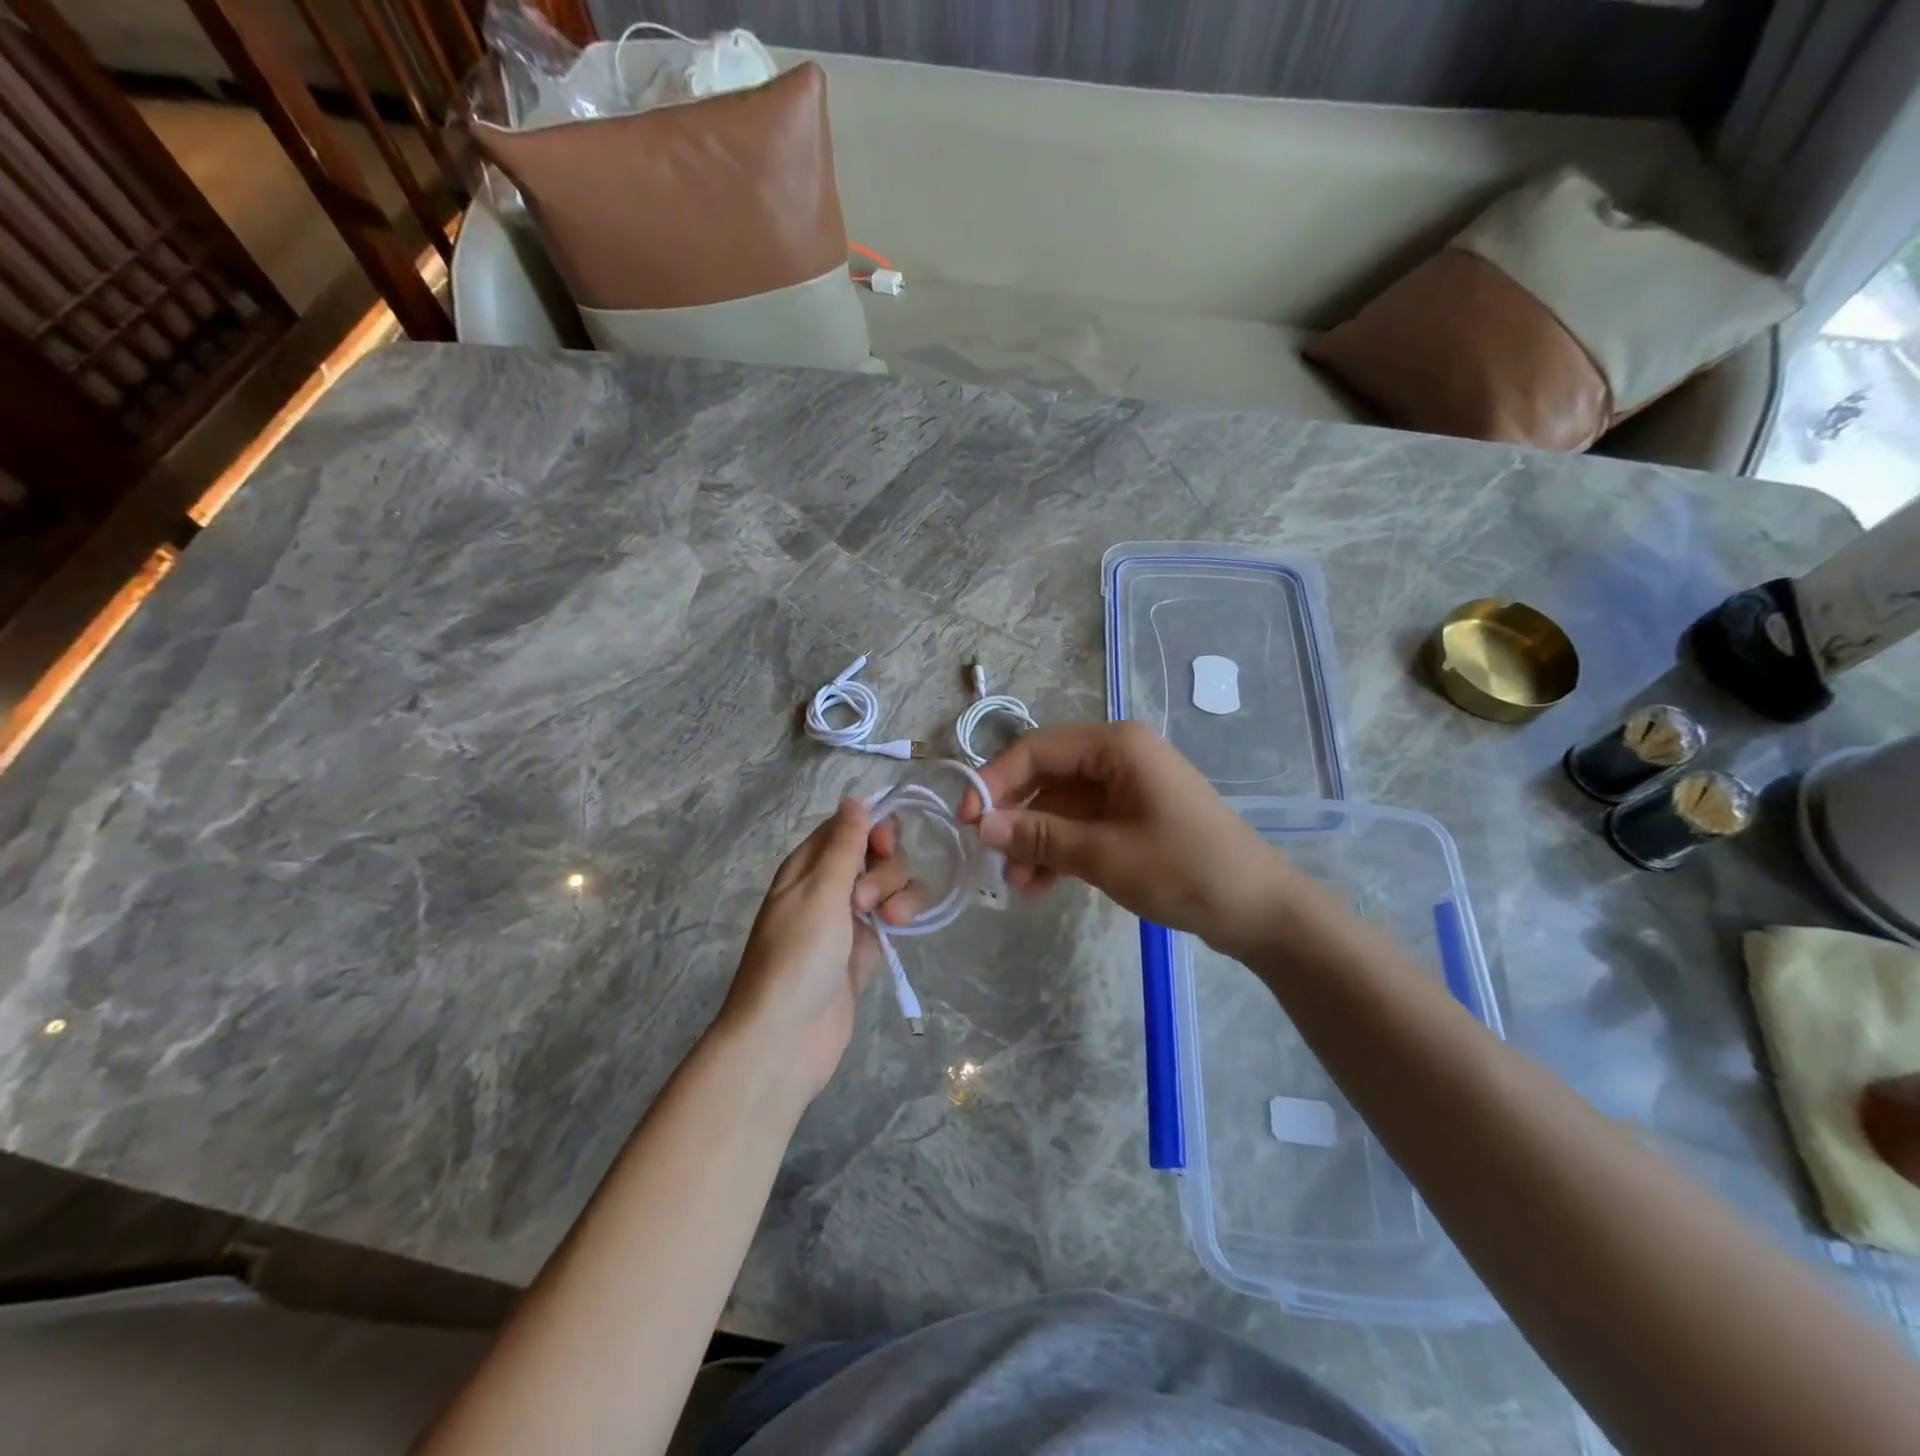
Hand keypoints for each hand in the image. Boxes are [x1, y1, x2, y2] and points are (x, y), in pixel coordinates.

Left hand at [716, 799, 915, 1103]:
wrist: (786, 1038)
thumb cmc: (797, 956)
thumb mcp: (820, 891)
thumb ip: (844, 844)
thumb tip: (854, 797)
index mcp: (806, 867)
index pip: (846, 827)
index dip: (872, 828)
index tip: (885, 843)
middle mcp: (827, 887)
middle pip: (874, 854)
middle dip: (884, 868)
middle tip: (866, 901)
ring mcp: (848, 919)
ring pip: (889, 884)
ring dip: (898, 892)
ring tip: (890, 921)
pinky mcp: (866, 948)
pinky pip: (895, 915)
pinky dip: (904, 913)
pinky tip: (902, 926)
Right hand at [964, 721, 1306, 956]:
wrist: (1261, 911)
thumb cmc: (1185, 870)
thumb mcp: (1105, 854)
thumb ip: (1041, 836)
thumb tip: (981, 825)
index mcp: (1116, 746)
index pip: (1037, 749)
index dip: (996, 781)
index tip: (967, 820)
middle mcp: (1118, 758)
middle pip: (1047, 777)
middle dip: (1017, 817)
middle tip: (990, 856)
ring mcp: (1126, 790)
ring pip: (1061, 806)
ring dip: (1035, 840)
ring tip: (1017, 883)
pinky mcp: (1132, 819)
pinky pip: (1082, 827)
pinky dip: (1060, 851)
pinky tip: (1041, 886)